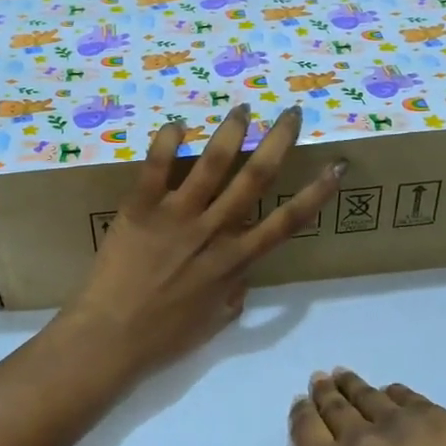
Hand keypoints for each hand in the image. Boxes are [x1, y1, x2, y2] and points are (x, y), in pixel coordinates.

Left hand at [65, 105, 344, 373]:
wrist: (110, 338)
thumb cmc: (164, 337)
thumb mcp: (215, 322)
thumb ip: (235, 292)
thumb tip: (243, 273)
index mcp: (235, 260)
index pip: (287, 221)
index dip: (316, 193)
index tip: (336, 166)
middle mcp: (213, 231)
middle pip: (255, 178)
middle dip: (278, 141)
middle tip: (291, 113)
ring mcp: (177, 216)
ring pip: (212, 164)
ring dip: (231, 132)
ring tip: (243, 108)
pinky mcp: (141, 208)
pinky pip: (156, 167)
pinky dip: (167, 142)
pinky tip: (177, 123)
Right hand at [291, 370, 445, 445]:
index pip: (305, 428)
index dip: (301, 412)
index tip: (302, 403)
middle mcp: (358, 440)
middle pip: (333, 405)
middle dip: (324, 392)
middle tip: (320, 380)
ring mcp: (397, 423)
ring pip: (365, 394)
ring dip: (351, 384)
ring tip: (343, 376)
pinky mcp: (432, 416)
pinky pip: (403, 395)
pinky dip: (391, 394)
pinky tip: (389, 394)